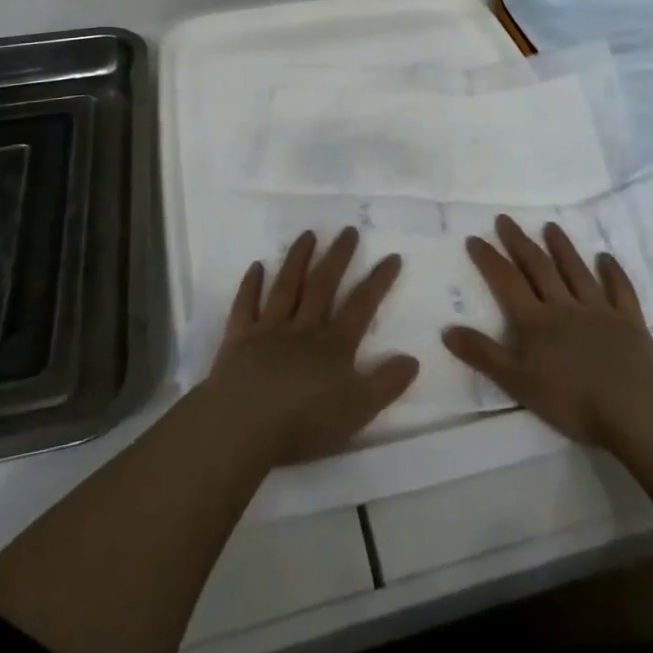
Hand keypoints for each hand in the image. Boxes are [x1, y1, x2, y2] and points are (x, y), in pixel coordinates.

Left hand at [205, 227, 419, 466]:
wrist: (244, 423)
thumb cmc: (305, 421)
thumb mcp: (358, 409)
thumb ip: (386, 383)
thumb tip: (412, 358)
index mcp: (334, 345)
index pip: (362, 306)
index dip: (378, 281)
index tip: (391, 255)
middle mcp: (304, 328)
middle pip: (323, 285)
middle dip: (338, 257)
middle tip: (348, 230)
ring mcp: (269, 329)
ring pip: (286, 286)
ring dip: (298, 259)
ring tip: (308, 234)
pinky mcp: (239, 339)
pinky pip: (245, 305)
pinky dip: (250, 285)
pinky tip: (256, 266)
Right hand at [442, 214, 652, 446]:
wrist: (634, 409)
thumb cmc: (572, 401)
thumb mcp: (518, 384)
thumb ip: (484, 355)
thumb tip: (448, 329)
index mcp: (536, 321)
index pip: (507, 282)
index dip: (489, 259)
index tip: (475, 238)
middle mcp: (564, 306)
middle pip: (538, 268)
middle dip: (520, 243)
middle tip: (505, 219)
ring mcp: (599, 310)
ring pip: (576, 271)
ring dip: (562, 248)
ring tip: (550, 227)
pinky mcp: (629, 321)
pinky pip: (620, 290)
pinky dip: (613, 272)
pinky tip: (606, 257)